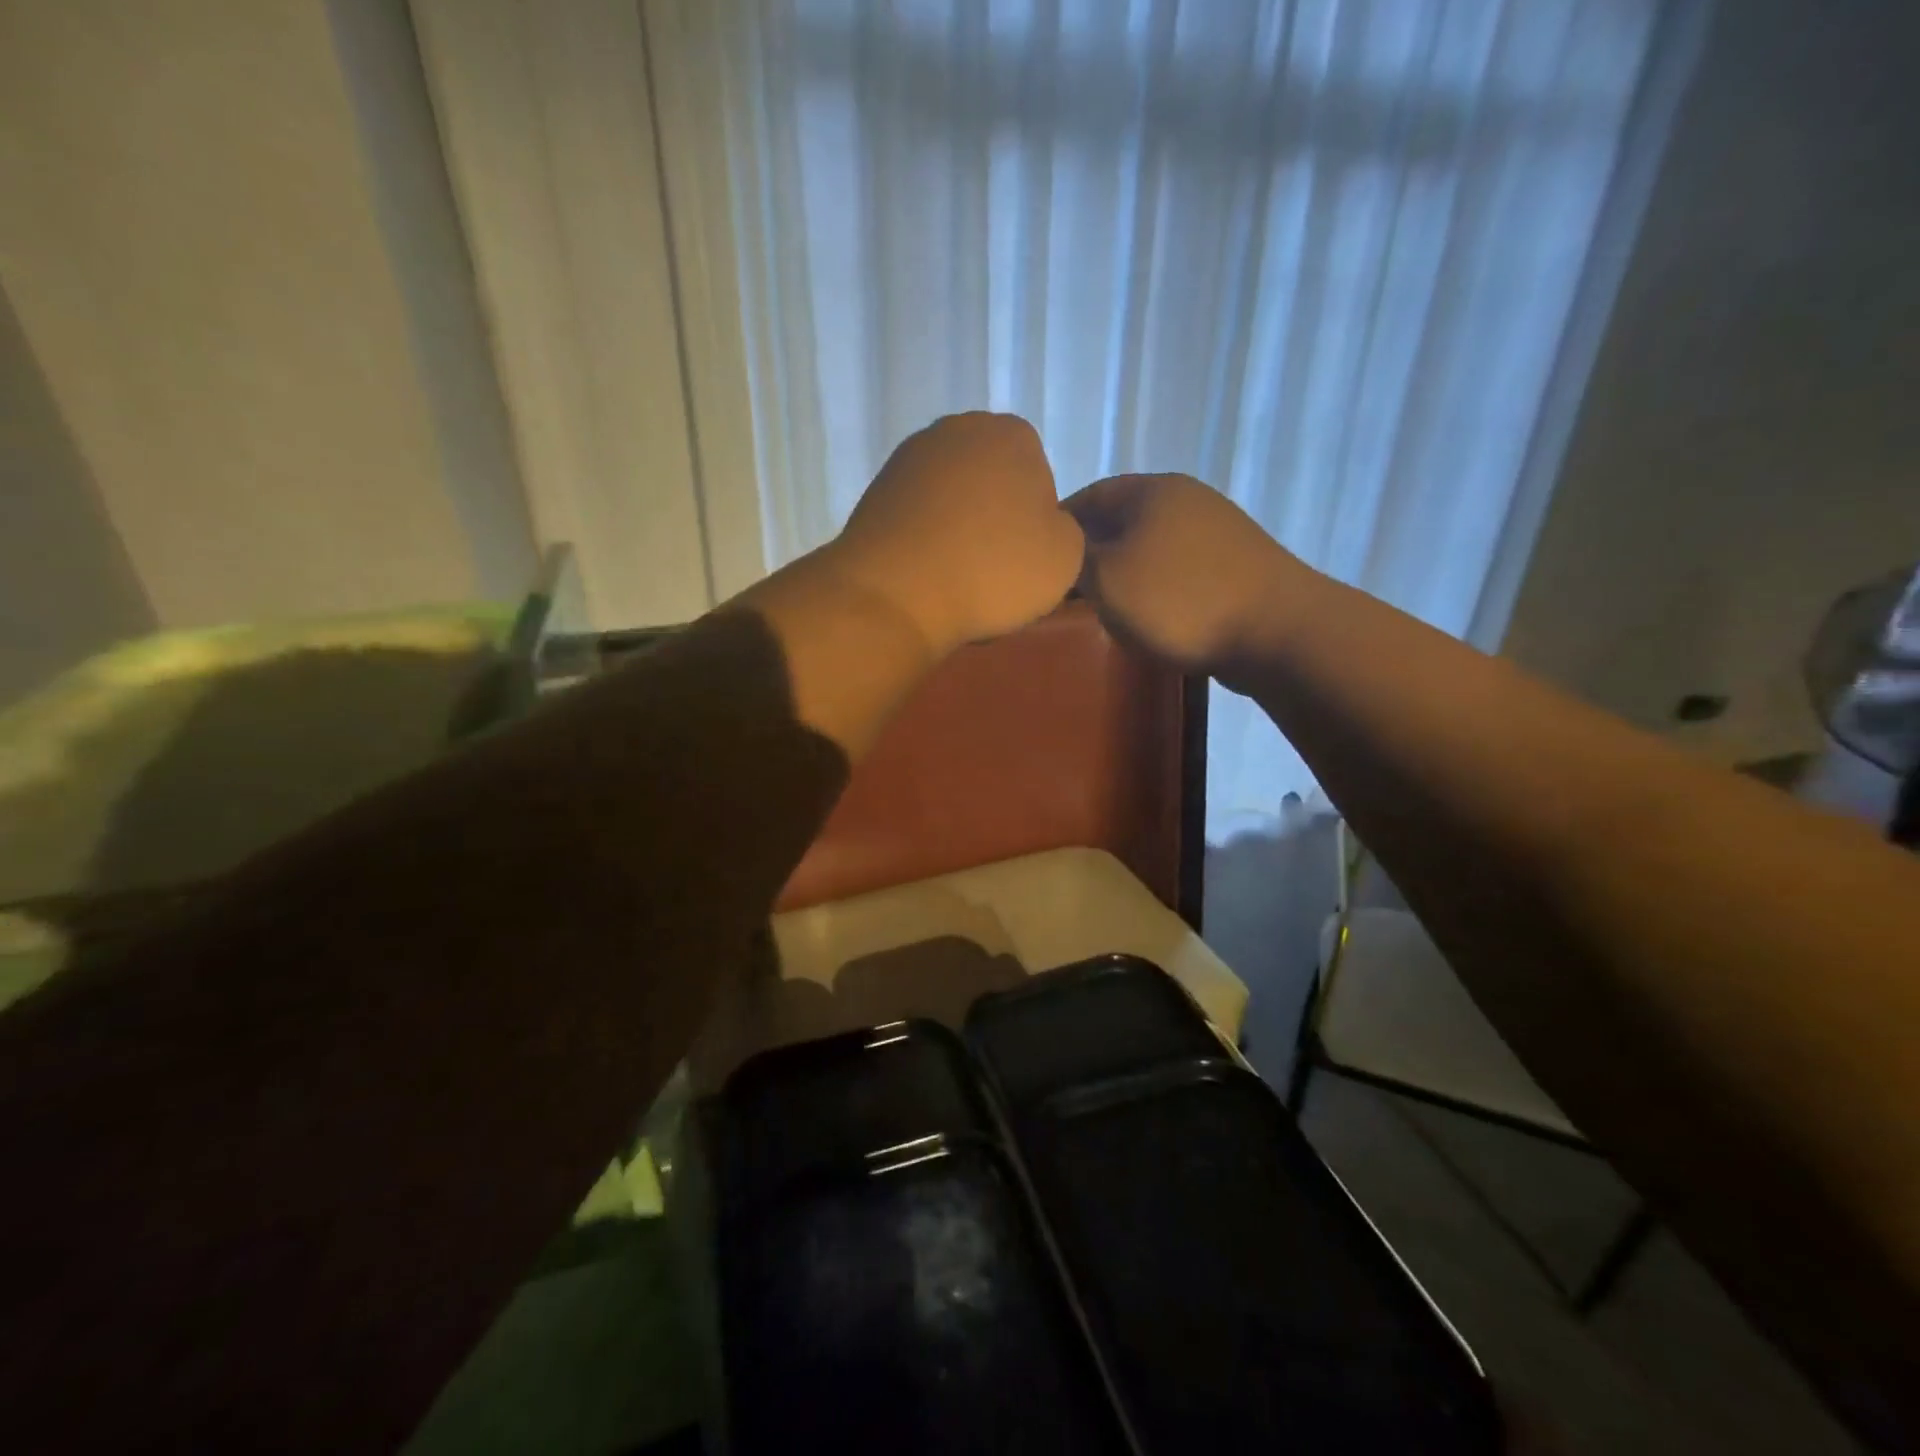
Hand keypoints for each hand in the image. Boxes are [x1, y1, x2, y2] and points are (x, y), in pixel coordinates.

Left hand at [825, 413, 1083, 653]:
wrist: (897, 594)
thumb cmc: (993, 570)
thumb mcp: (1065, 557)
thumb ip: (1064, 529)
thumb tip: (1039, 525)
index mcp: (1013, 434)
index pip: (1039, 477)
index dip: (1036, 522)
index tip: (1024, 556)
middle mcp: (958, 429)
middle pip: (992, 481)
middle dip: (995, 517)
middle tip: (993, 567)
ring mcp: (910, 457)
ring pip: (952, 498)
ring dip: (958, 529)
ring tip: (956, 575)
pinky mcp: (876, 489)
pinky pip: (918, 516)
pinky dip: (925, 539)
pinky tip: (926, 573)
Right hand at [1065, 473, 1312, 687]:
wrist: (1276, 631)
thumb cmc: (1180, 600)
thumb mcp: (1107, 579)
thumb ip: (1072, 560)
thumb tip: (1057, 551)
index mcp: (1151, 490)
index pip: (1087, 496)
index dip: (1056, 527)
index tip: (1035, 561)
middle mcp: (1185, 499)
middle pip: (1119, 520)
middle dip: (1088, 552)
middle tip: (1063, 588)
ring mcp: (1215, 531)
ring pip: (1148, 546)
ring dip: (1121, 572)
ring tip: (1101, 606)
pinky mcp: (1234, 565)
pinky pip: (1176, 569)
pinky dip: (1153, 588)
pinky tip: (1147, 616)